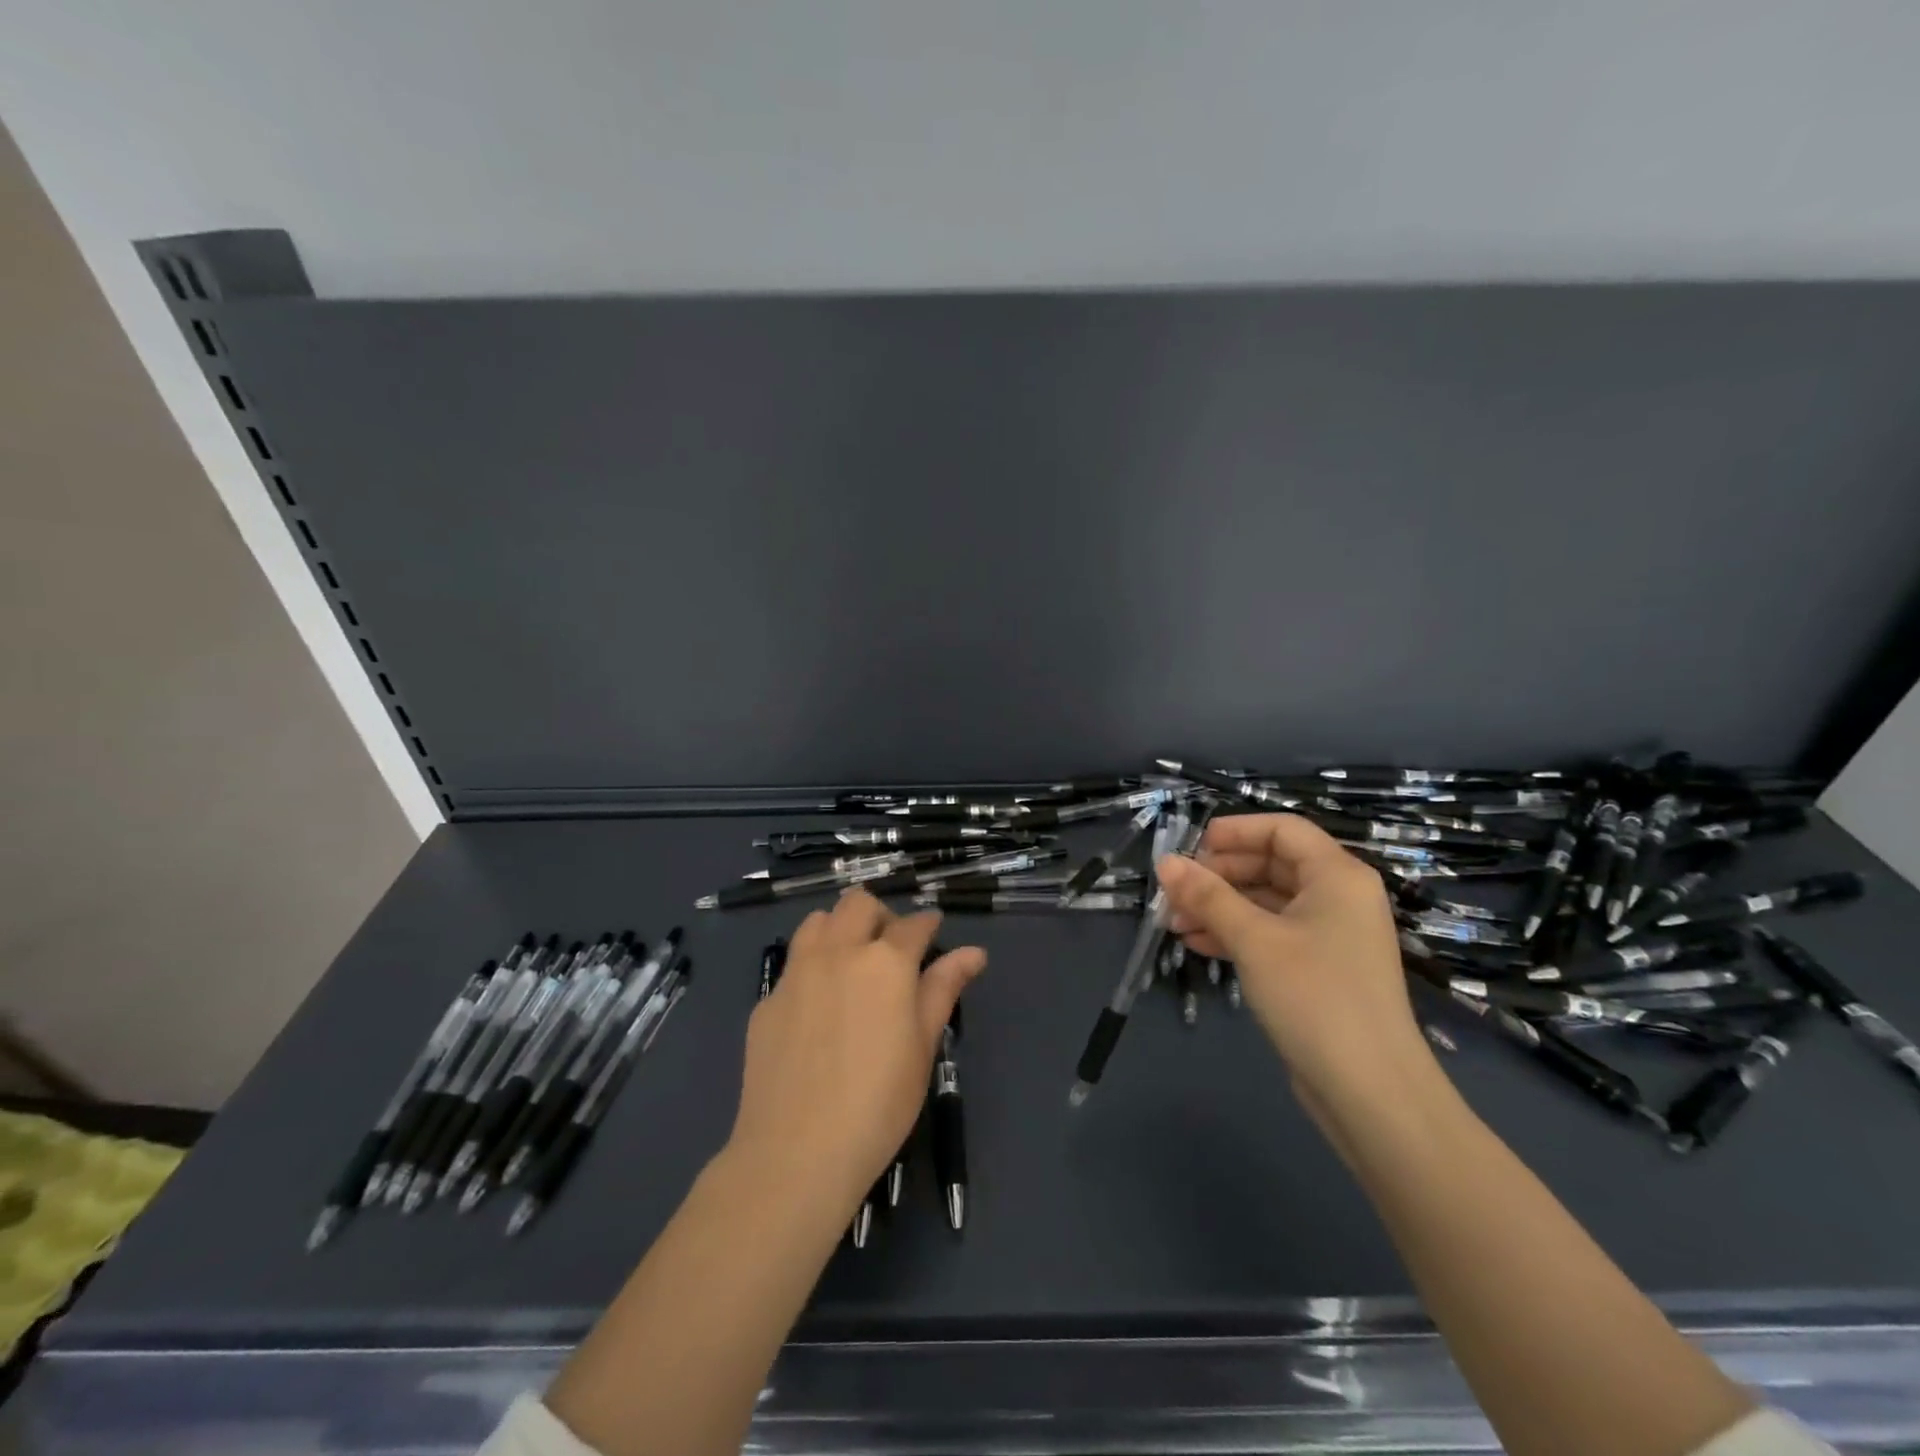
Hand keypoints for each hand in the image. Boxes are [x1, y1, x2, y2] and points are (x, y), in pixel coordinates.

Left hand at [727, 889, 986, 1216]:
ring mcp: (796, 973)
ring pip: (818, 921)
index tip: (933, 932)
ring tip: (850, 964)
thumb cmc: (878, 1103)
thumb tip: (974, 951)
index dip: (928, 924)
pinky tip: (817, 1008)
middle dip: (881, 916)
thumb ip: (943, 989)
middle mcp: (838, 952)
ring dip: (839, 928)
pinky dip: (811, 968)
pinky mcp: (767, 999)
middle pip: (859, 903)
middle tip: (890, 951)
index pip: (913, 924)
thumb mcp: (923, 1047)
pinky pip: (792, 964)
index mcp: (885, 962)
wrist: (796, 1152)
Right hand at [1156, 814, 1439, 1124]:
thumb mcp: (1253, 939)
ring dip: (1220, 907)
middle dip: (1219, 874)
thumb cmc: (1314, 996)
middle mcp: (1338, 897)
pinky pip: (1271, 934)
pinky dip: (1235, 934)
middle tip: (1174, 890)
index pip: (1283, 830)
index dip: (1235, 831)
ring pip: (1266, 902)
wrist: (1370, 1092)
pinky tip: (1196, 943)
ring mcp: (1330, 935)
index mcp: (1337, 875)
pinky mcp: (1319, 969)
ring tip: (1172, 921)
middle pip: (1271, 864)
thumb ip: (1207, 896)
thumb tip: (1165, 862)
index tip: (1190, 847)